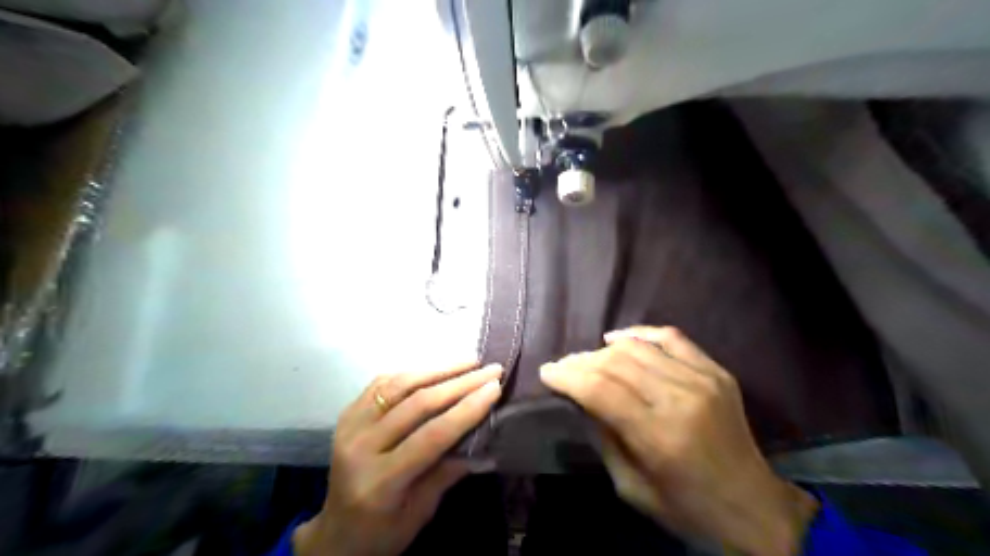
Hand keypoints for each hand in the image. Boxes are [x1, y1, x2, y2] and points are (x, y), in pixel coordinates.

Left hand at [293, 360, 502, 555]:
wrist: (335, 533)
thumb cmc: (382, 532)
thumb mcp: (421, 512)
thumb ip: (448, 472)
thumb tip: (484, 436)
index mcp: (379, 481)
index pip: (431, 436)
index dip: (466, 409)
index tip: (494, 388)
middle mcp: (360, 447)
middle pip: (417, 404)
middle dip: (460, 383)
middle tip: (490, 369)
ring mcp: (349, 426)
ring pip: (399, 385)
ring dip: (438, 369)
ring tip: (469, 361)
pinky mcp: (347, 414)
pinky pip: (382, 383)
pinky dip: (412, 372)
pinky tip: (435, 368)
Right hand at [538, 326, 815, 554]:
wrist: (753, 506)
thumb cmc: (687, 508)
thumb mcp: (631, 487)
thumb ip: (604, 437)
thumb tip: (582, 399)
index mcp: (658, 436)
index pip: (599, 389)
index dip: (567, 376)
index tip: (546, 372)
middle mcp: (680, 399)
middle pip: (616, 363)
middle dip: (580, 362)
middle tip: (563, 368)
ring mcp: (702, 379)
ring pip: (638, 347)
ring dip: (604, 351)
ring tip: (588, 360)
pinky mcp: (716, 371)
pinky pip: (671, 338)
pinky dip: (640, 334)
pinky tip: (619, 339)